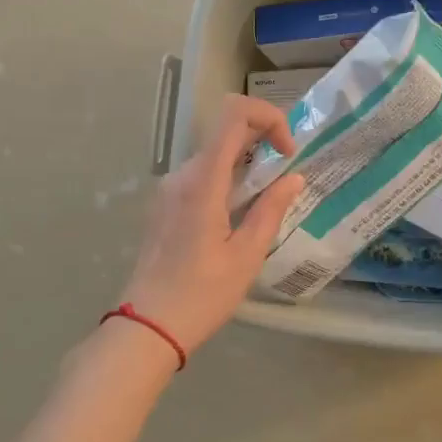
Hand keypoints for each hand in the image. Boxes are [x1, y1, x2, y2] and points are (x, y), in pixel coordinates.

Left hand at [121, 96, 306, 356]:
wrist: (147, 327)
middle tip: (285, 181)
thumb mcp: (247, 255)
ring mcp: (169, 189)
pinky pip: (201, 177)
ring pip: (214, 155)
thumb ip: (271, 209)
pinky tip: (239, 218)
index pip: (233, 114)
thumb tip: (294, 178)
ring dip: (246, 166)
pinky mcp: (164, 205)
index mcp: (203, 181)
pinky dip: (228, 181)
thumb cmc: (201, 295)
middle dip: (263, 144)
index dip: (268, 117)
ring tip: (266, 204)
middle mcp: (182, 175)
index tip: (287, 153)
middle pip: (225, 132)